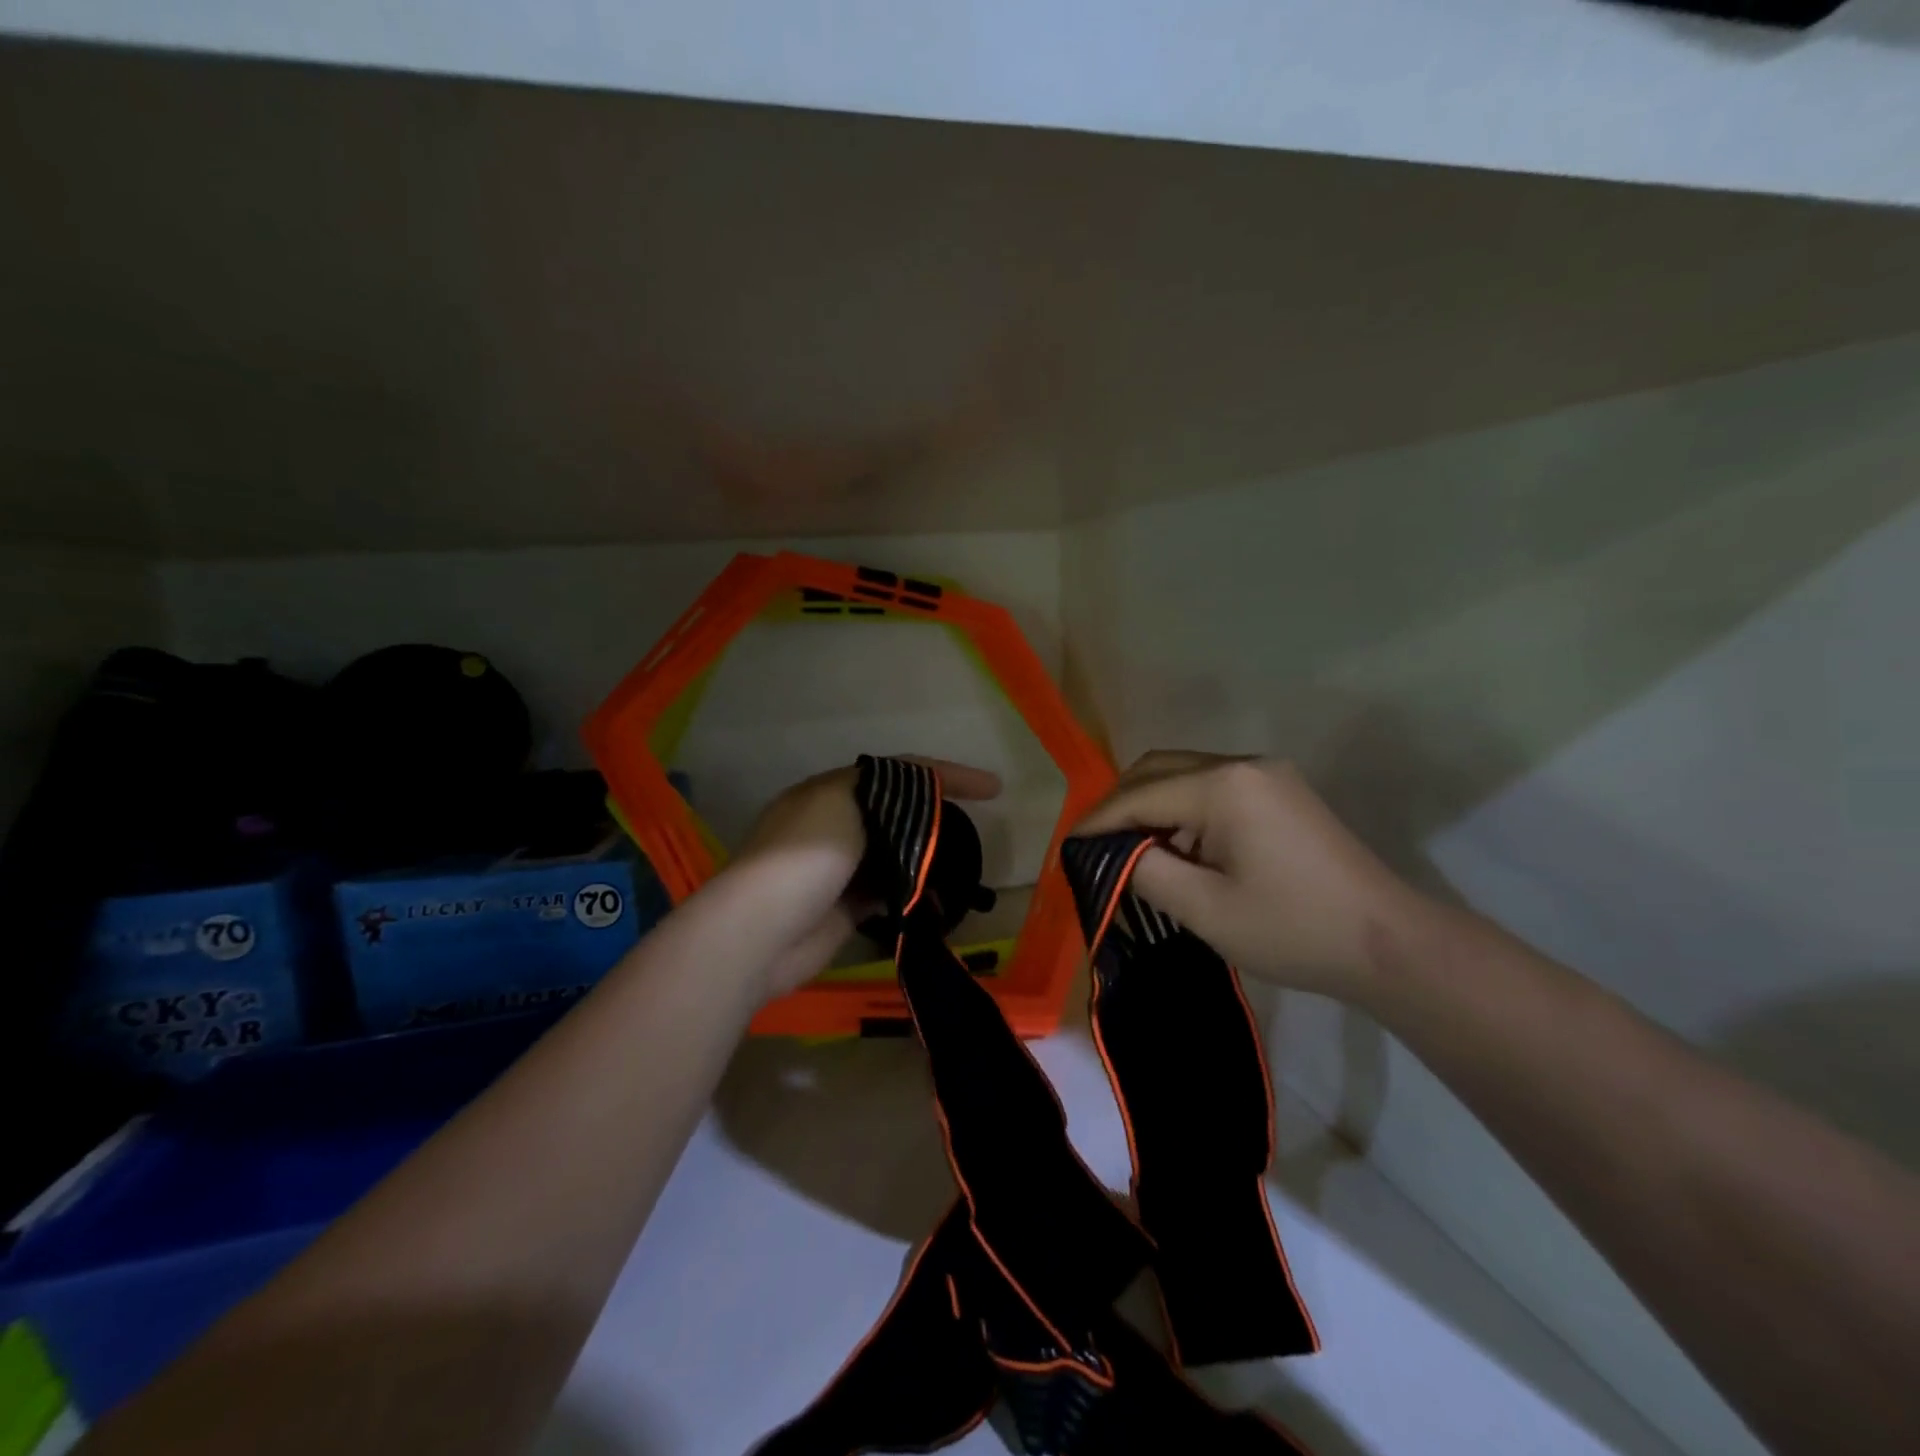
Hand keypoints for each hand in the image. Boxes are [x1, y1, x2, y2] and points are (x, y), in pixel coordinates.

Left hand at [733, 758, 1001, 996]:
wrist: (761, 930)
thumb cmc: (803, 855)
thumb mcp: (840, 800)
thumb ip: (880, 790)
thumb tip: (912, 798)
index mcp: (831, 791)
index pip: (898, 773)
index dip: (945, 774)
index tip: (991, 787)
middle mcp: (835, 825)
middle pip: (898, 812)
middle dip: (937, 816)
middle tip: (977, 825)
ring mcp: (840, 868)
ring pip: (896, 853)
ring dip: (926, 856)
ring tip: (965, 862)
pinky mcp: (845, 908)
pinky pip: (889, 892)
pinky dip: (913, 891)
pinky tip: (939, 897)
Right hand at [1072, 752, 1422, 1000]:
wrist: (1390, 943)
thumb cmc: (1292, 929)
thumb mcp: (1204, 909)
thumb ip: (1145, 870)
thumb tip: (1110, 851)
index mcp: (1223, 786)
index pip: (1140, 795)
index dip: (1098, 821)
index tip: (1067, 847)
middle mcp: (1242, 764)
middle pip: (1158, 769)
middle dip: (1121, 805)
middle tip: (1096, 847)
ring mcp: (1266, 774)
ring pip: (1185, 775)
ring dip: (1152, 807)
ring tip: (1133, 852)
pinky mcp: (1280, 791)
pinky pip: (1212, 788)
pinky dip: (1183, 811)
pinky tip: (1180, 848)